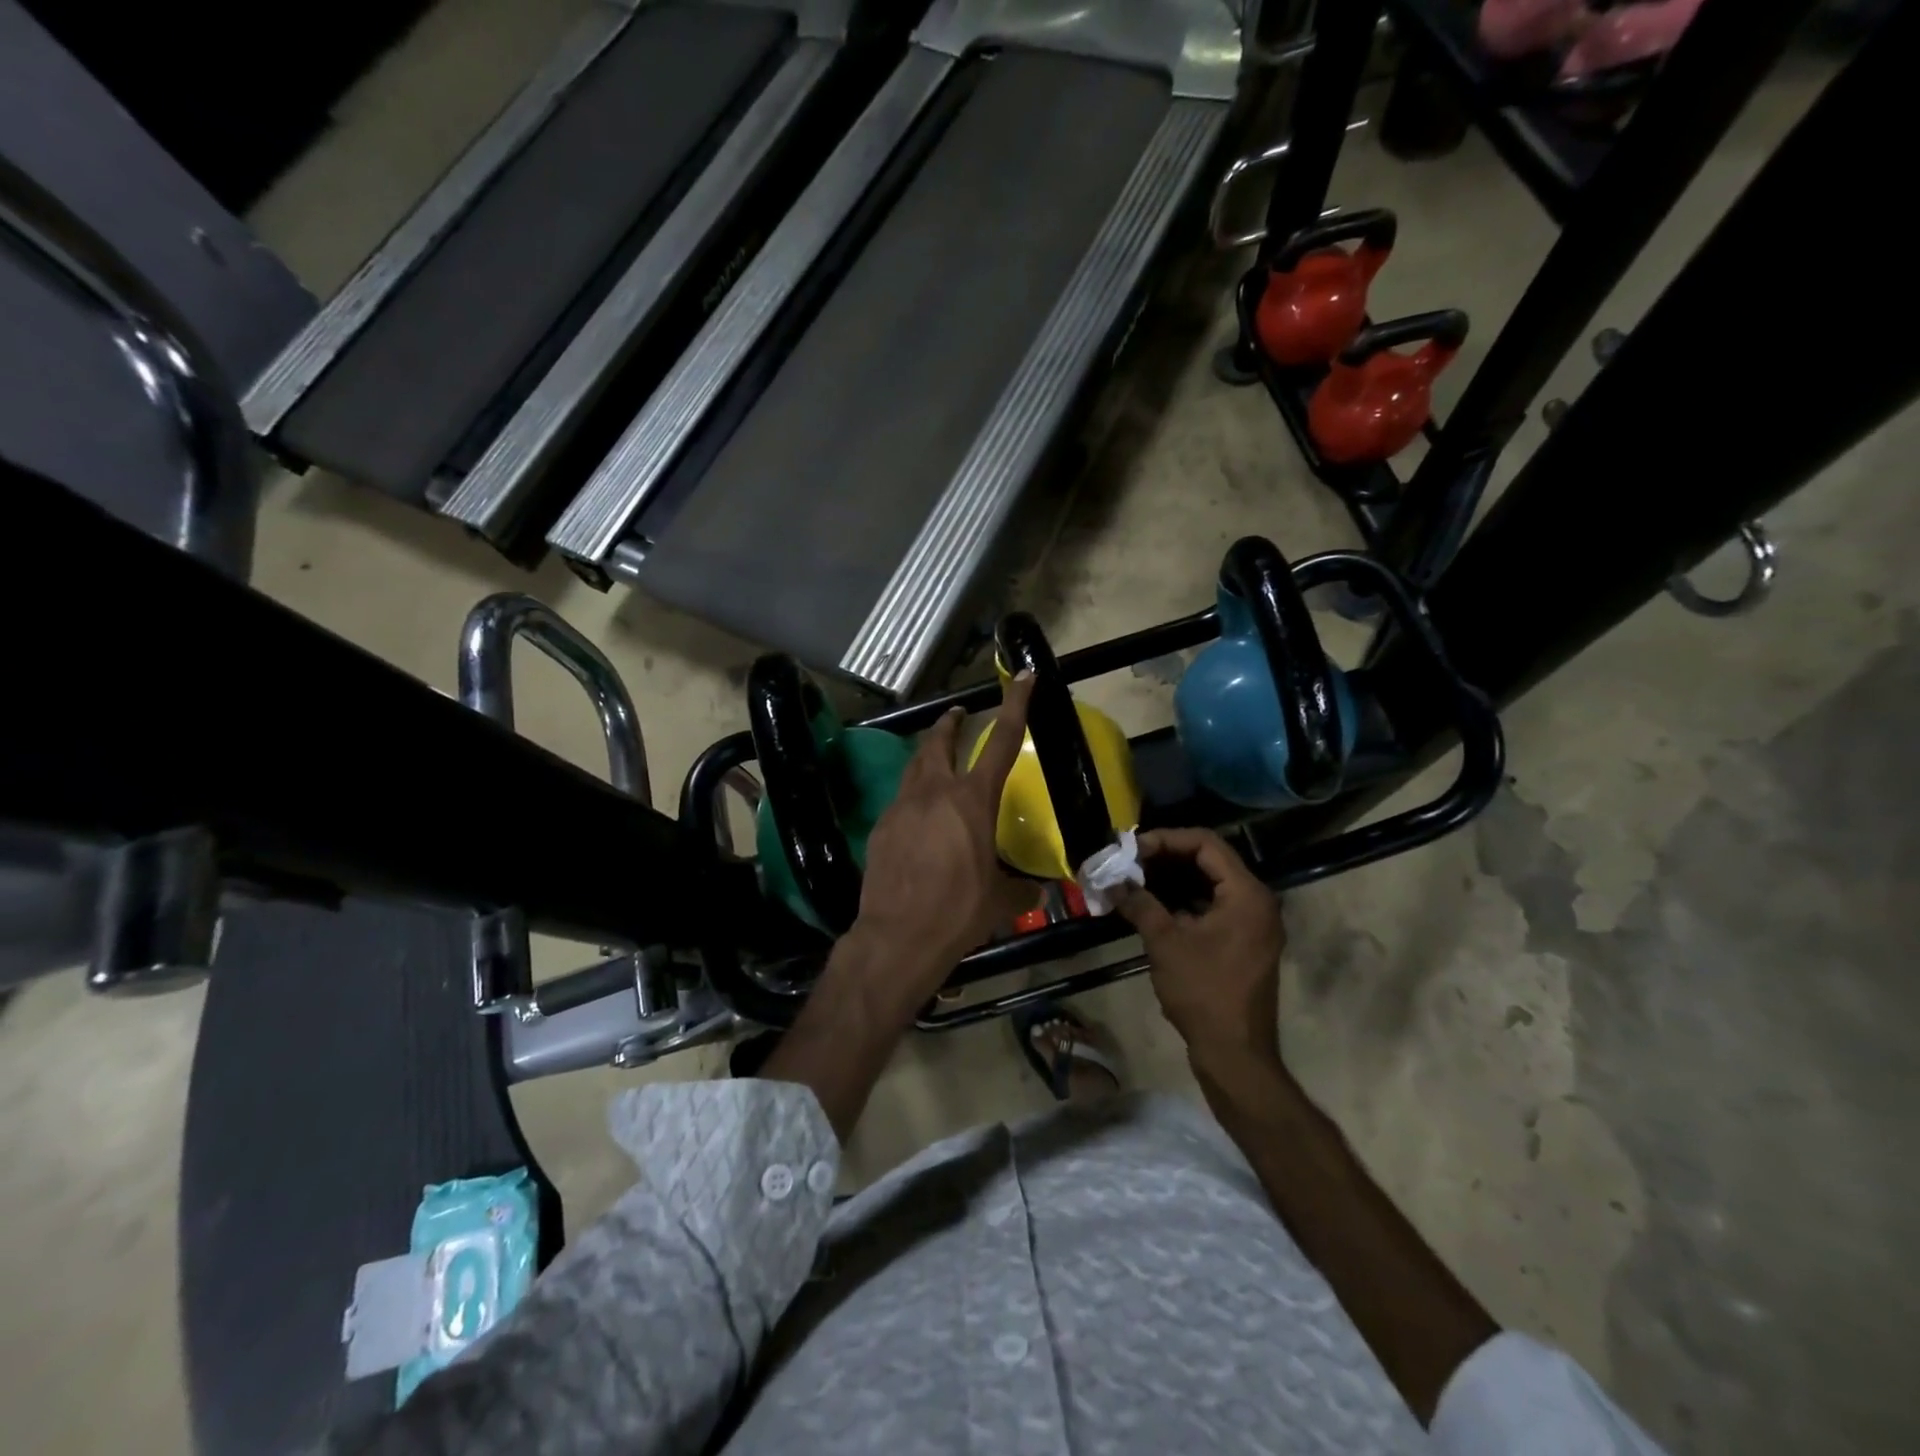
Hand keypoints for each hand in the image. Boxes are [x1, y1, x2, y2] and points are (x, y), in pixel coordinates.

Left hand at [849, 672, 1039, 1008]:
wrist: (898, 936)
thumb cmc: (958, 912)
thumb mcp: (1002, 900)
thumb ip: (1022, 886)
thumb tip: (1037, 888)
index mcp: (972, 800)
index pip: (1000, 740)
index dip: (1015, 704)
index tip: (1021, 675)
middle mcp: (935, 792)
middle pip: (940, 741)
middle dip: (950, 722)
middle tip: (957, 715)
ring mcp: (902, 806)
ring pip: (915, 766)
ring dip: (927, 753)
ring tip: (935, 754)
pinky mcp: (881, 826)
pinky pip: (900, 799)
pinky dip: (913, 794)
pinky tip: (918, 814)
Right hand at [1112, 827, 1285, 1072]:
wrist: (1234, 1053)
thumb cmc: (1203, 992)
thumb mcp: (1165, 942)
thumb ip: (1140, 904)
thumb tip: (1112, 881)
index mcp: (1246, 894)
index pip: (1206, 844)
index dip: (1166, 839)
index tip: (1132, 849)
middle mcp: (1257, 901)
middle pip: (1209, 860)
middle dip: (1166, 858)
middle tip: (1129, 862)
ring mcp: (1253, 923)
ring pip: (1210, 884)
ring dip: (1173, 879)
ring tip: (1135, 880)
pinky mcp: (1244, 941)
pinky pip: (1213, 906)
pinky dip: (1184, 900)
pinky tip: (1153, 905)